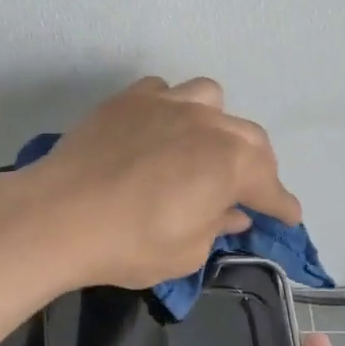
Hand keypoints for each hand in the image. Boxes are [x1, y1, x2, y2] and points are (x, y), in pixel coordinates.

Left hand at [20, 76, 301, 289]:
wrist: (57, 215)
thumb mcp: (186, 252)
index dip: (281, 205)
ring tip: (203, 148)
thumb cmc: (129, 244)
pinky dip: (171, 109)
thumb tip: (232, 212)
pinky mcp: (128, 99)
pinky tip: (158, 130)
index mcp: (231, 163)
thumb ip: (217, 226)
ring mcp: (166, 104)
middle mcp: (208, 123)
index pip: (270, 186)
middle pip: (249, 139)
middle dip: (257, 166)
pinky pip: (163, 92)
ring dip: (218, 125)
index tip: (287, 217)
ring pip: (210, 100)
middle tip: (247, 190)